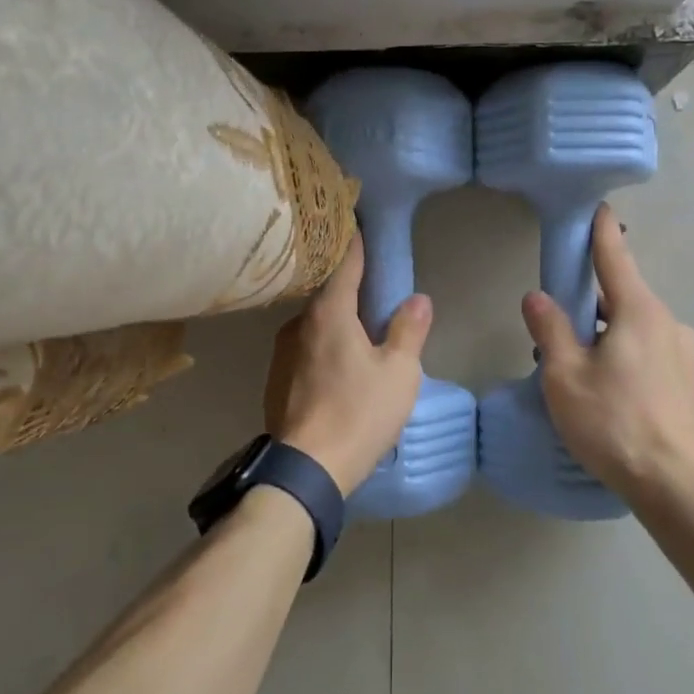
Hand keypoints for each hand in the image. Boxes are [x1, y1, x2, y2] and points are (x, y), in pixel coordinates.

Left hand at [264, 234, 430, 496]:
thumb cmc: (358, 412)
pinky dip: (323, 344)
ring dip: (336, 319)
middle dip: (348, 284)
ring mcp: (282, 353)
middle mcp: (298, 324)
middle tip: (372, 280)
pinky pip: (305, 348)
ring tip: (360, 325)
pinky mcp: (276, 380)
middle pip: (326, 292)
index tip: (360, 223)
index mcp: (329, 313)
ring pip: (315, 323)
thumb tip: (417, 299)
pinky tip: (339, 362)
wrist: (307, 469)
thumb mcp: (398, 372)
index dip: (356, 243)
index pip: (345, 264)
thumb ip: (409, 330)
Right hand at [521, 204, 693, 498]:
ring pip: (634, 328)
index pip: (615, 258)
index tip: (598, 208)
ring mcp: (682, 352)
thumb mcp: (565, 375)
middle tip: (558, 333)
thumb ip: (550, 329)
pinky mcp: (687, 380)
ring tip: (579, 372)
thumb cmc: (612, 422)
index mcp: (639, 311)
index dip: (601, 232)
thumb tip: (537, 296)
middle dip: (590, 305)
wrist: (673, 482)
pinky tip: (609, 391)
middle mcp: (667, 322)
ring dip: (606, 335)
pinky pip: (648, 351)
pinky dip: (625, 355)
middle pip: (621, 297)